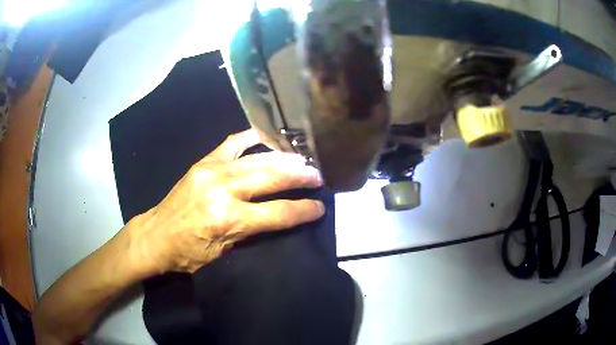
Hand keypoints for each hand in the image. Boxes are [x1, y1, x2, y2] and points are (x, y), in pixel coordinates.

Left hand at [126, 130, 324, 273]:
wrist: (155, 236)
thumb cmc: (188, 253)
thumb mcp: (223, 253)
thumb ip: (252, 232)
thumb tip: (280, 216)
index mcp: (230, 220)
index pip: (279, 213)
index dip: (305, 210)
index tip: (320, 206)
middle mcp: (224, 190)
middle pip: (273, 178)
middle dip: (300, 176)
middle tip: (317, 175)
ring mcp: (212, 171)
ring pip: (257, 159)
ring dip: (284, 158)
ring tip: (302, 158)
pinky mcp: (203, 162)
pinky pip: (232, 143)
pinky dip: (252, 138)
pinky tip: (266, 136)